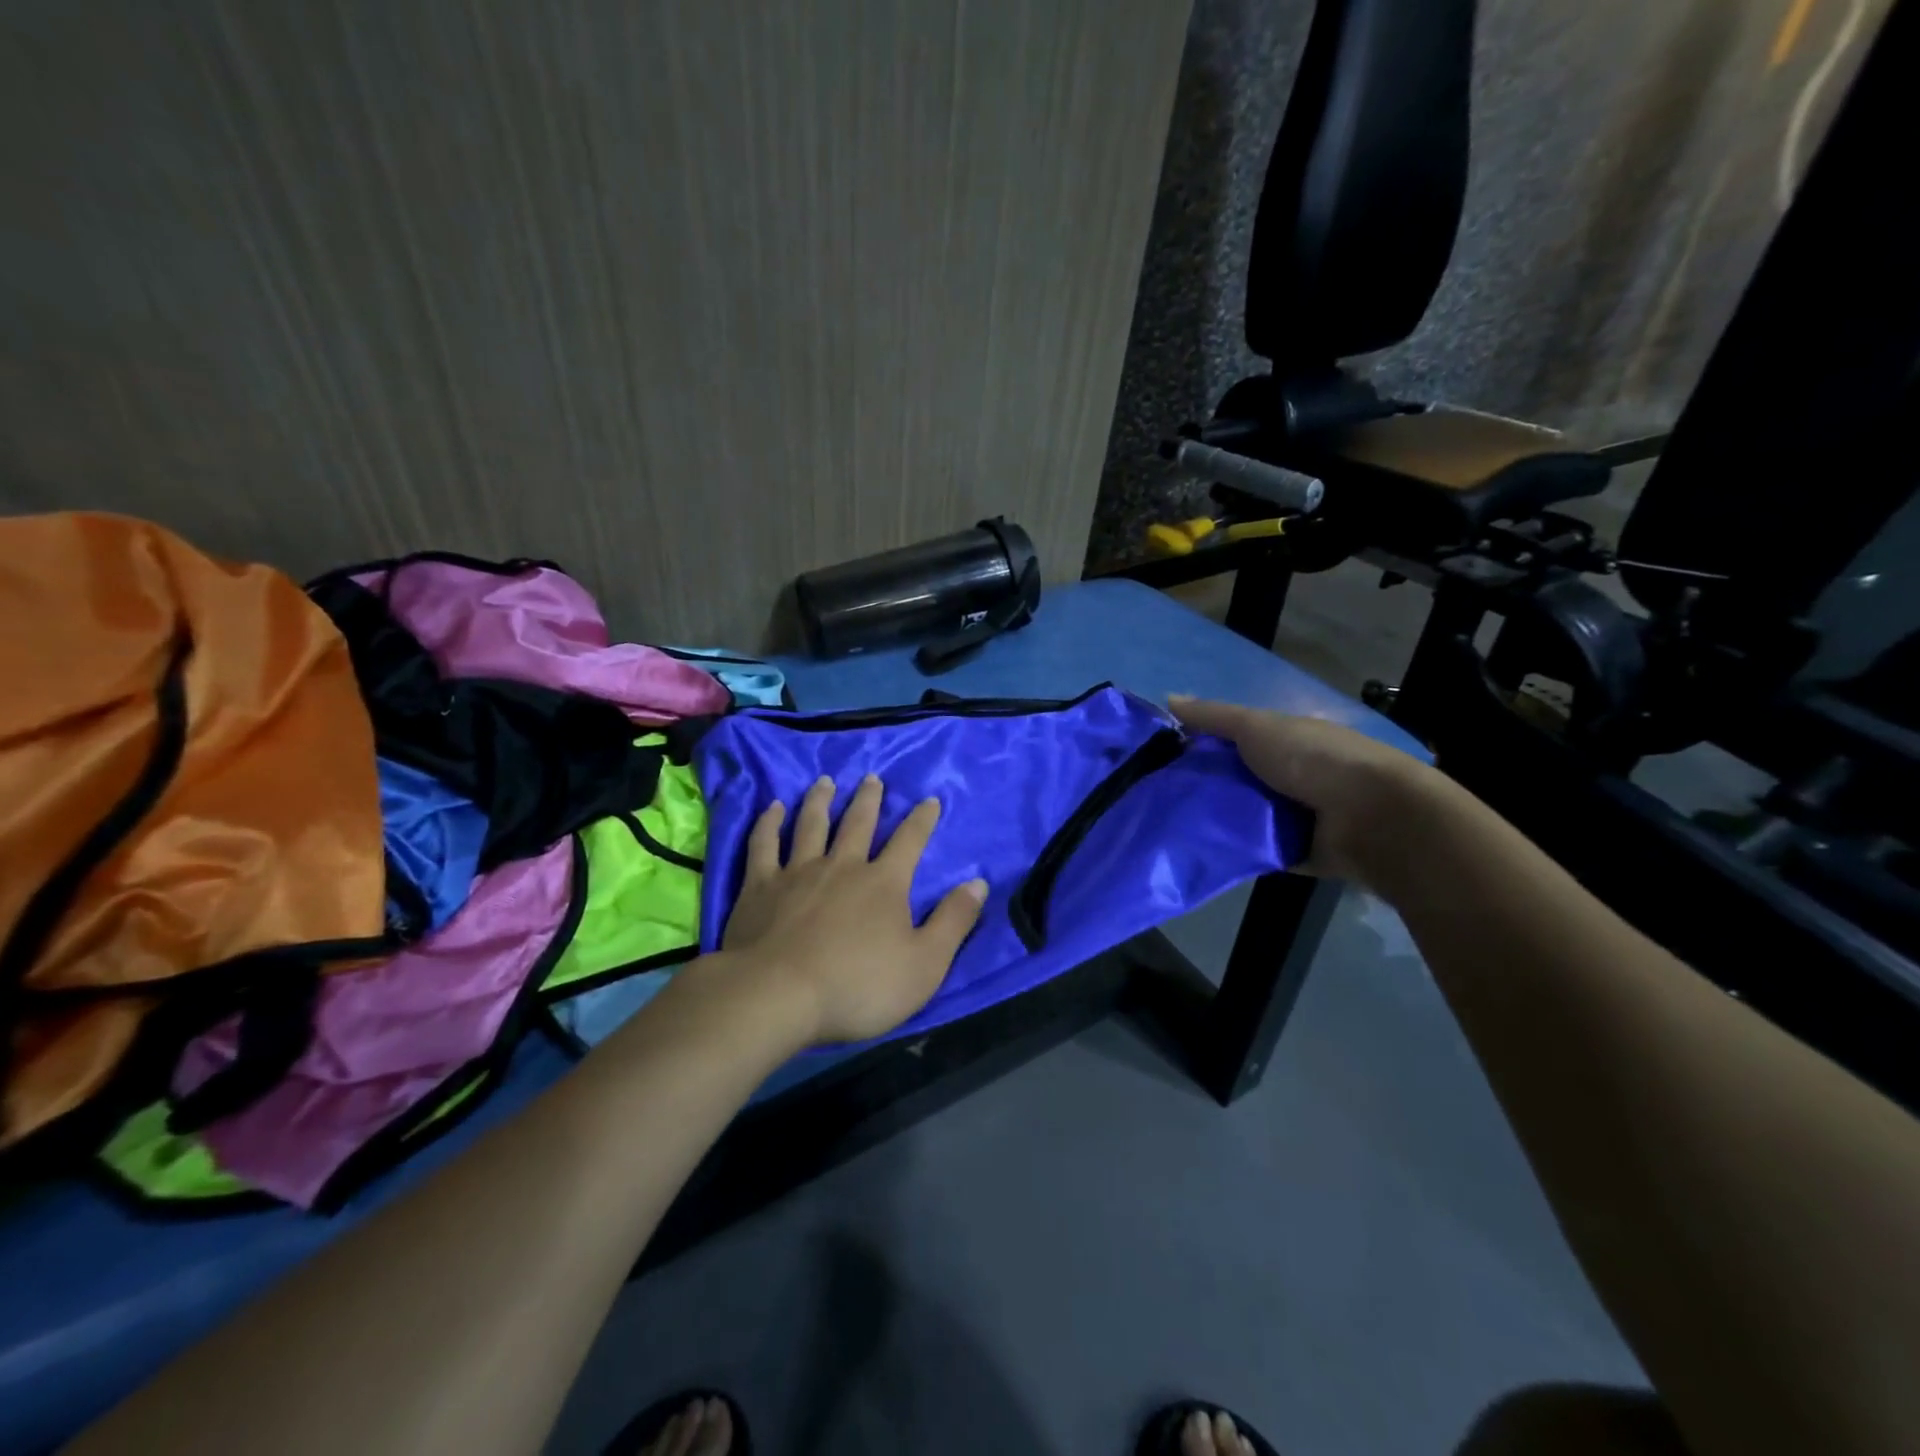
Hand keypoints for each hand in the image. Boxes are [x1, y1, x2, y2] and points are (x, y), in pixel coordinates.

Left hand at [721, 774, 987, 1044]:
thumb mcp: (925, 964)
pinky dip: (769, 823)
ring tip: (825, 781)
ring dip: (820, 800)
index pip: (910, 841)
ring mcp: (797, 872)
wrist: (778, 995)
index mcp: (883, 883)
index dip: (922, 819)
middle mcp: (842, 866)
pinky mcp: (760, 886)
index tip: (929, 799)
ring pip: (812, 824)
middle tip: (872, 778)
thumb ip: (953, 921)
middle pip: (858, 823)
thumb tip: (979, 883)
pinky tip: (772, 808)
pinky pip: (764, 844)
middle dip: (869, 799)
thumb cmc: (859, 986)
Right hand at [1169, 695, 1435, 884]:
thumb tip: (1168, 698)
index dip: (1202, 744)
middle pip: (1236, 779)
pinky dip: (1233, 850)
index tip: (1164, 756)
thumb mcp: (1256, 727)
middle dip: (1203, 785)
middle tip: (1158, 794)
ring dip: (1215, 820)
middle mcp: (1291, 775)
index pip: (1236, 739)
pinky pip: (1254, 849)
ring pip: (1241, 815)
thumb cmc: (1313, 760)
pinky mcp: (1295, 851)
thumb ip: (1214, 717)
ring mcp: (1295, 815)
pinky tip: (1198, 850)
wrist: (1371, 818)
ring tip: (1170, 826)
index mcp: (1287, 740)